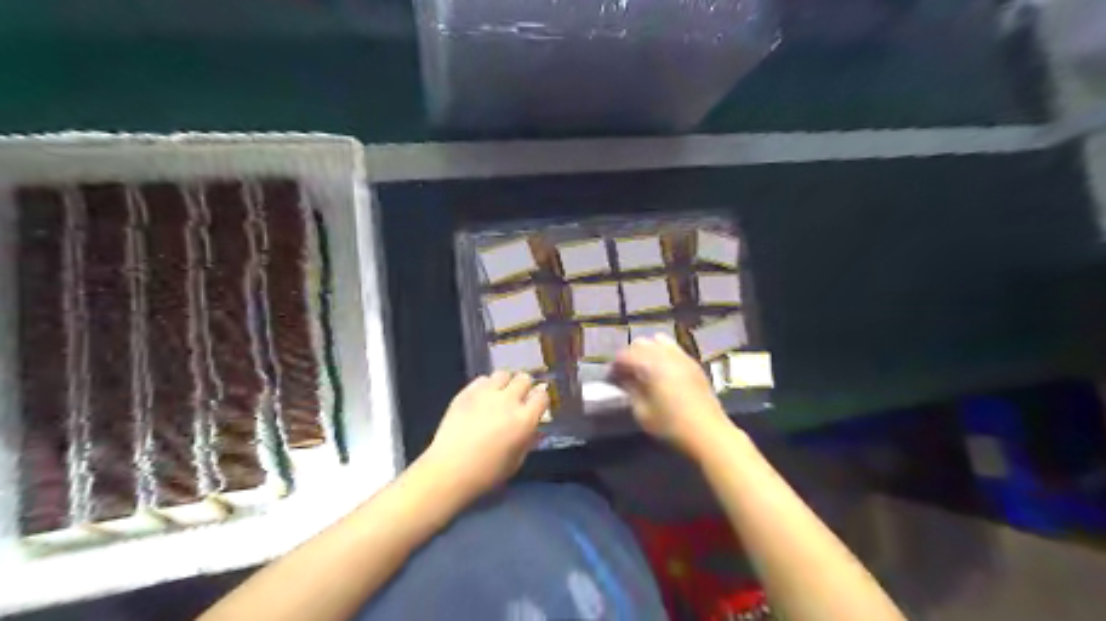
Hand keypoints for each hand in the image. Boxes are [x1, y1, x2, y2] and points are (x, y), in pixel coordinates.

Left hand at [421, 371, 547, 501]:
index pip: (542, 396)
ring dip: (505, 383)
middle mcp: (508, 401)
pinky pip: (482, 379)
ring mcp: (486, 394)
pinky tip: (482, 398)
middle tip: (519, 398)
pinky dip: (486, 386)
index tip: (536, 404)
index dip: (540, 399)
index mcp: (524, 420)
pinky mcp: (466, 392)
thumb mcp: (517, 461)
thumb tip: (532, 427)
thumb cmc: (487, 473)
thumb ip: (528, 440)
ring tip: (500, 394)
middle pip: (524, 379)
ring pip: (503, 374)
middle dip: (524, 387)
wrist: (449, 471)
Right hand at [614, 334, 732, 455]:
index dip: (615, 366)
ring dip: (647, 351)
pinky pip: (673, 348)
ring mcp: (682, 356)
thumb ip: (630, 390)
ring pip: (658, 340)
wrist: (708, 432)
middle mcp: (666, 354)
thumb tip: (623, 379)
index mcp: (650, 365)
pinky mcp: (693, 363)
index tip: (611, 379)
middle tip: (626, 374)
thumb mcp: (643, 412)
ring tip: (644, 369)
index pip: (624, 355)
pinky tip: (662, 370)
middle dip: (630, 355)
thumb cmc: (671, 425)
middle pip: (641, 343)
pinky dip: (663, 353)